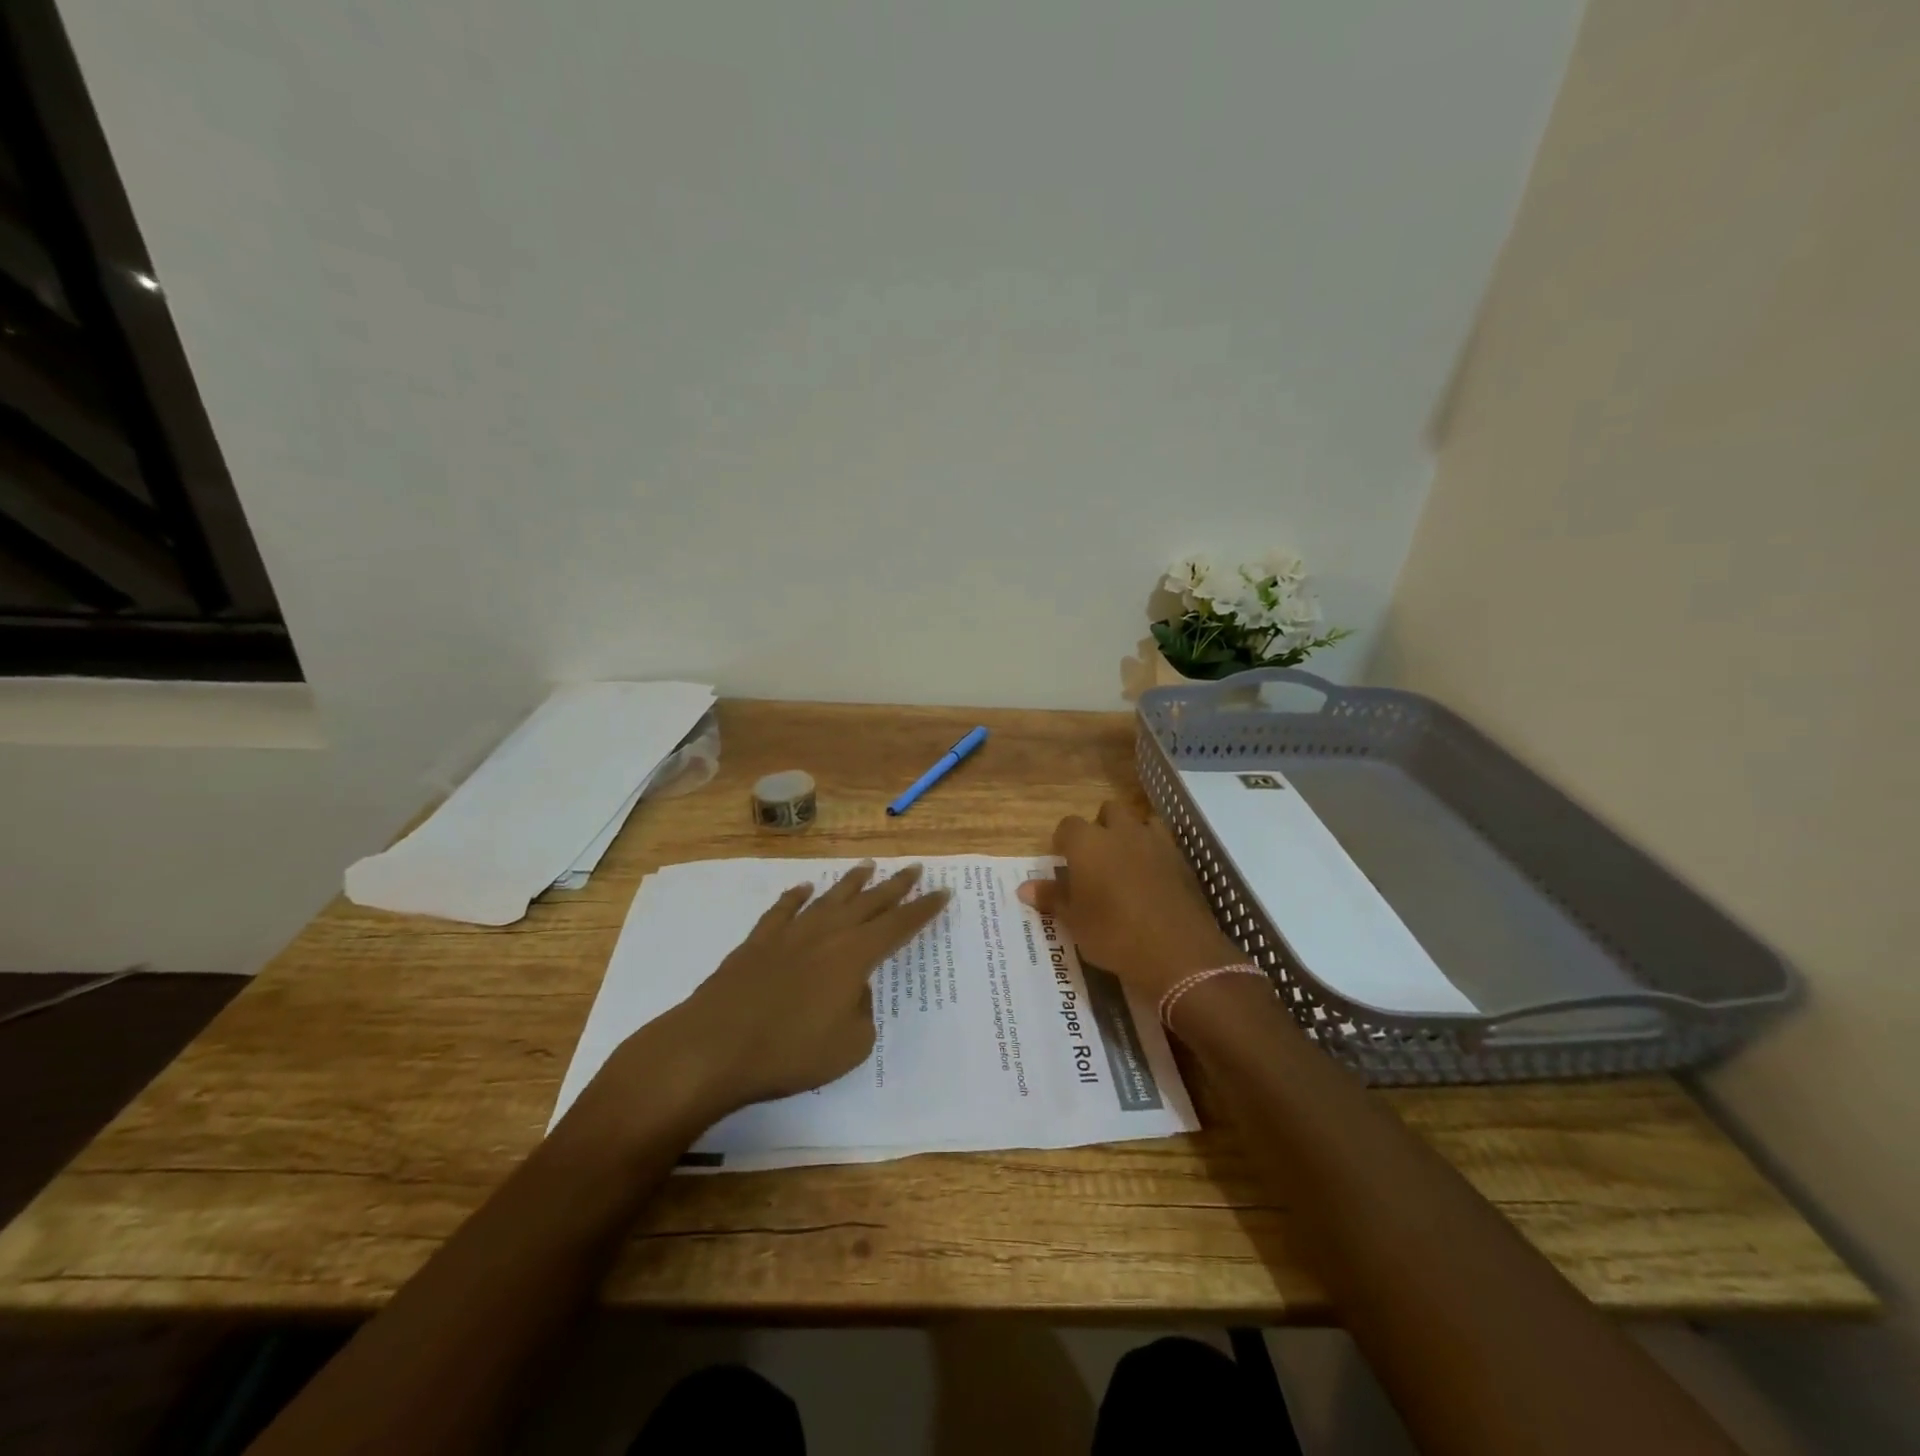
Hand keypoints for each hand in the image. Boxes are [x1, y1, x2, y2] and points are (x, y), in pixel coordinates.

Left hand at [587, 864, 949, 1135]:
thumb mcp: (849, 1047)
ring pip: (829, 898)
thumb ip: (862, 1013)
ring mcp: (789, 934)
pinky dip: (795, 897)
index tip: (943, 891)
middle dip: (895, 885)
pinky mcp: (757, 942)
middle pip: (869, 902)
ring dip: (851, 882)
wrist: (713, 1046)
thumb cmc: (788, 1052)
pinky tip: (804, 888)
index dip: (923, 909)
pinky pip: (782, 910)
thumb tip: (853, 991)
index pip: (899, 925)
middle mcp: (826, 934)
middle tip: (914, 868)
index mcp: (855, 956)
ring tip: (868, 865)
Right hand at [1017, 802, 1240, 1002]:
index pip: (1068, 825)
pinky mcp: (1181, 860)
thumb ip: (1052, 898)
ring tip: (1126, 863)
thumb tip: (1024, 888)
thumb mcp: (1075, 921)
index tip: (1063, 859)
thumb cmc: (1113, 935)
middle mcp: (1121, 832)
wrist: (1177, 953)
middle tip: (1095, 859)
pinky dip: (1155, 853)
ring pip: (1140, 821)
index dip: (1064, 841)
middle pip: (1108, 812)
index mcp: (1088, 843)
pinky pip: (1163, 844)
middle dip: (1101, 827)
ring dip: (1131, 834)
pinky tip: (1152, 879)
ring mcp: (1155, 843)